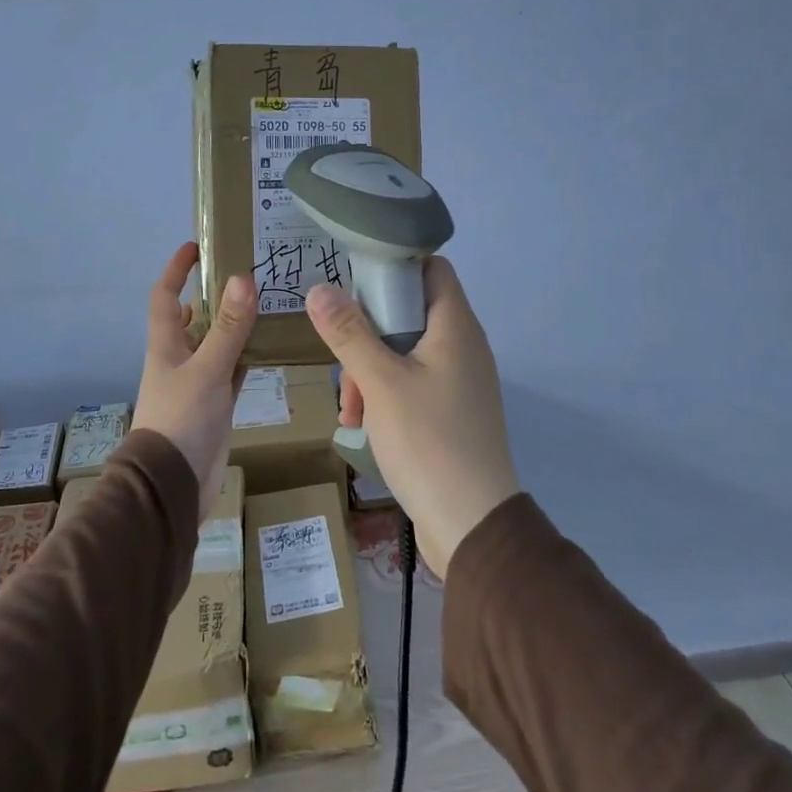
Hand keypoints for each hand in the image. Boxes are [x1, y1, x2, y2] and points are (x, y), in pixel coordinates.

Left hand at [132, 243, 257, 521]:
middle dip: (214, 294)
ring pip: (218, 343)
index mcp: (166, 345)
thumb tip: (242, 278)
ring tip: (267, 301)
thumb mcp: (207, 369)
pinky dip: (248, 356)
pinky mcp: (216, 405)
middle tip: (247, 272)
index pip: (166, 296)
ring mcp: (198, 383)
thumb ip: (228, 328)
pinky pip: (233, 370)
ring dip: (235, 325)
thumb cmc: (181, 420)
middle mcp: (180, 359)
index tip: (196, 246)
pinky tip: (271, 345)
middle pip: (195, 317)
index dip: (177, 270)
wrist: (174, 486)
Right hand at [306, 258, 519, 576]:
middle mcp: (463, 346)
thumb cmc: (428, 441)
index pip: (431, 268)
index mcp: (455, 326)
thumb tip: (319, 289)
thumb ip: (349, 333)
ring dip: (370, 372)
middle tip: (344, 364)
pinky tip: (362, 425)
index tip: (354, 284)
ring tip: (349, 409)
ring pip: (405, 353)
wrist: (472, 525)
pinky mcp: (452, 412)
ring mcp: (459, 381)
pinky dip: (386, 396)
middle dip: (367, 334)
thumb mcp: (381, 382)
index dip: (394, 266)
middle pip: (409, 312)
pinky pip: (413, 385)